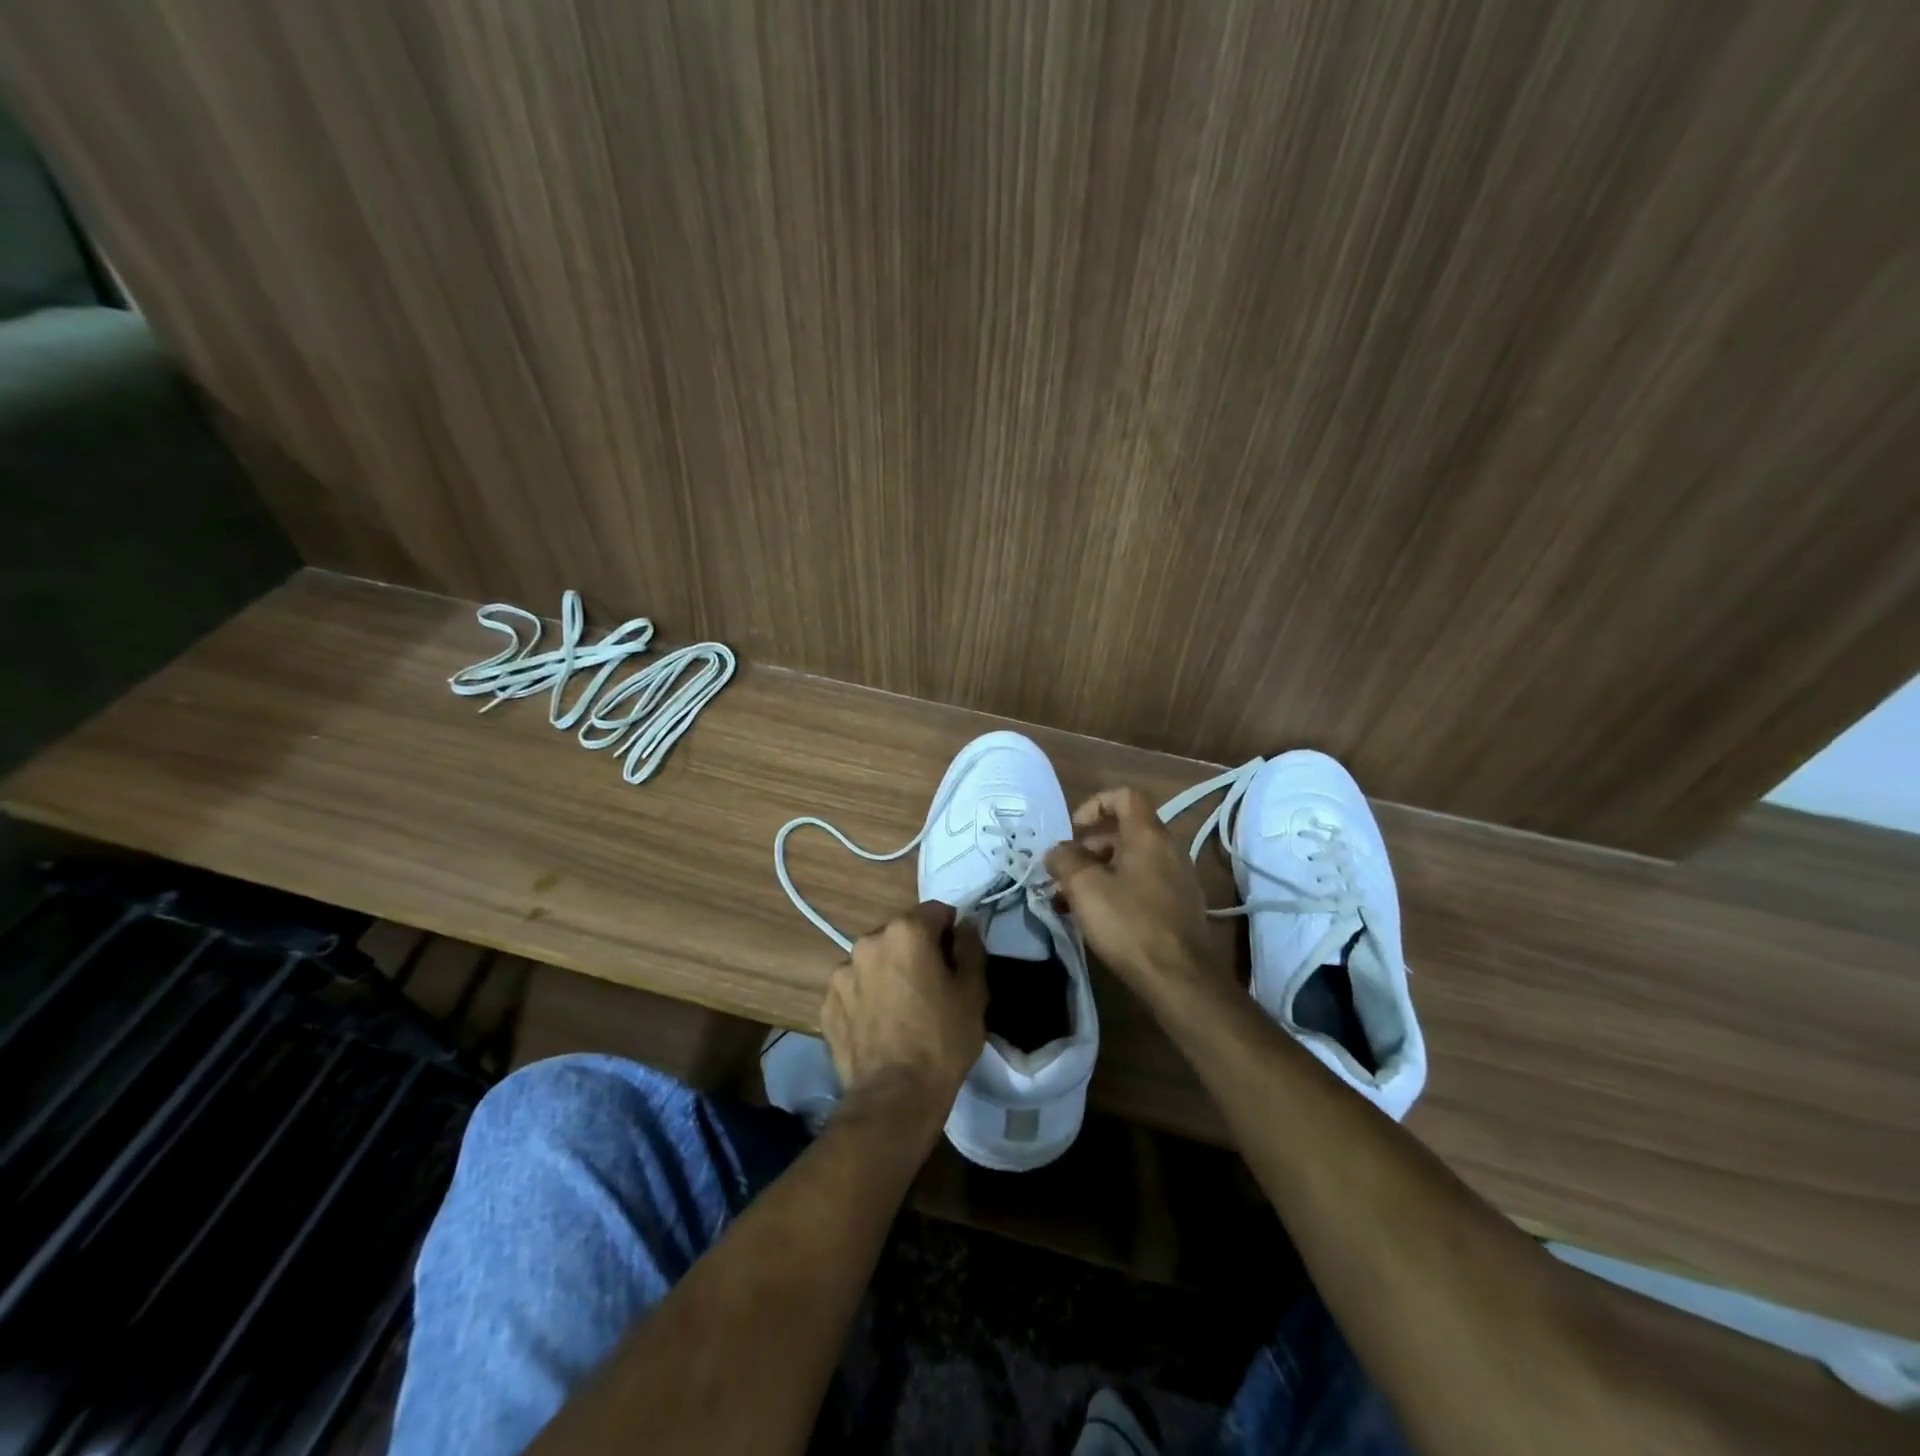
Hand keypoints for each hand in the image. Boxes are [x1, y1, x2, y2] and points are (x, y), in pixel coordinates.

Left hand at [822, 901, 986, 1124]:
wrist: (894, 1097)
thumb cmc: (942, 1040)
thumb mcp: (973, 992)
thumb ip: (970, 947)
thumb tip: (965, 926)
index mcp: (906, 932)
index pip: (935, 912)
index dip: (950, 932)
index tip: (957, 959)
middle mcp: (868, 941)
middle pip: (900, 934)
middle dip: (916, 951)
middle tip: (931, 987)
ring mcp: (841, 972)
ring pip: (874, 961)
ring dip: (887, 972)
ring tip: (901, 1009)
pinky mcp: (827, 1003)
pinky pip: (854, 988)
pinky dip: (866, 997)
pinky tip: (880, 1025)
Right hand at [1046, 787, 1215, 988]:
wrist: (1179, 978)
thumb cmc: (1129, 923)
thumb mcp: (1084, 887)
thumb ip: (1065, 860)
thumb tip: (1057, 851)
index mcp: (1148, 835)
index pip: (1124, 796)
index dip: (1095, 804)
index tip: (1074, 831)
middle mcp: (1169, 849)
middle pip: (1126, 831)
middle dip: (1090, 847)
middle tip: (1065, 872)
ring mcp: (1179, 879)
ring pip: (1132, 861)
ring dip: (1100, 872)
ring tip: (1072, 899)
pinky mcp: (1180, 906)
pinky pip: (1144, 884)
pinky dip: (1118, 890)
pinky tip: (1098, 917)